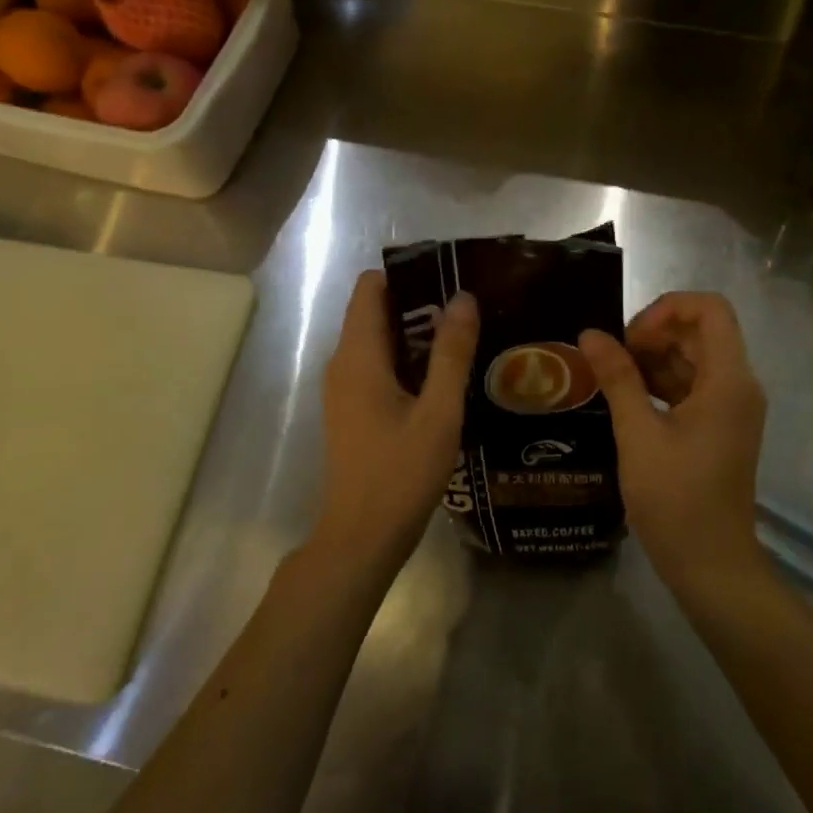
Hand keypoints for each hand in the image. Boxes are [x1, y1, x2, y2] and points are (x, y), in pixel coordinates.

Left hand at [314, 271, 478, 571]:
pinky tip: (444, 376)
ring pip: (378, 340)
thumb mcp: (439, 412)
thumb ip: (451, 353)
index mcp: (359, 356)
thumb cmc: (401, 473)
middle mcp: (344, 363)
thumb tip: (463, 298)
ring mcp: (344, 388)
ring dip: (416, 333)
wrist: (362, 537)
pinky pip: (378, 365)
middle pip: (376, 310)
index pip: (370, 288)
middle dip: (419, 303)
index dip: (408, 275)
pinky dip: (407, 360)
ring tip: (465, 338)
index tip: (450, 280)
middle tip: (469, 310)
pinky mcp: (352, 409)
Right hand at [579, 292, 766, 585]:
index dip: (667, 309)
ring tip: (611, 377)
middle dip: (654, 334)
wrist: (711, 565)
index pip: (710, 309)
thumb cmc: (676, 499)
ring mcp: (731, 408)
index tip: (630, 338)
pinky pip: (692, 386)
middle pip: (700, 332)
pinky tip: (626, 398)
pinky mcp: (719, 427)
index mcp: (729, 380)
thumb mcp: (638, 434)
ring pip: (694, 359)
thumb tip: (591, 334)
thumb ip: (617, 377)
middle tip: (612, 359)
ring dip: (654, 359)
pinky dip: (660, 383)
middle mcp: (738, 385)